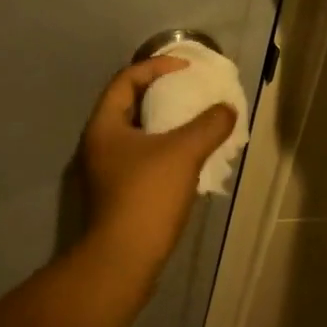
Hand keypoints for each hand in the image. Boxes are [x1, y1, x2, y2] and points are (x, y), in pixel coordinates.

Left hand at [79, 57, 237, 267]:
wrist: (123, 260)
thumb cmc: (147, 196)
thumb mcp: (183, 153)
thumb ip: (209, 125)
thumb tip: (227, 110)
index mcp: (104, 125)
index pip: (127, 79)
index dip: (156, 66)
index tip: (186, 68)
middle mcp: (99, 143)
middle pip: (130, 105)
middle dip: (162, 94)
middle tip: (192, 91)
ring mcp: (106, 170)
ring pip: (137, 134)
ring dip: (165, 124)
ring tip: (196, 122)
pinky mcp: (117, 193)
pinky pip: (142, 157)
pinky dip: (164, 148)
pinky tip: (189, 158)